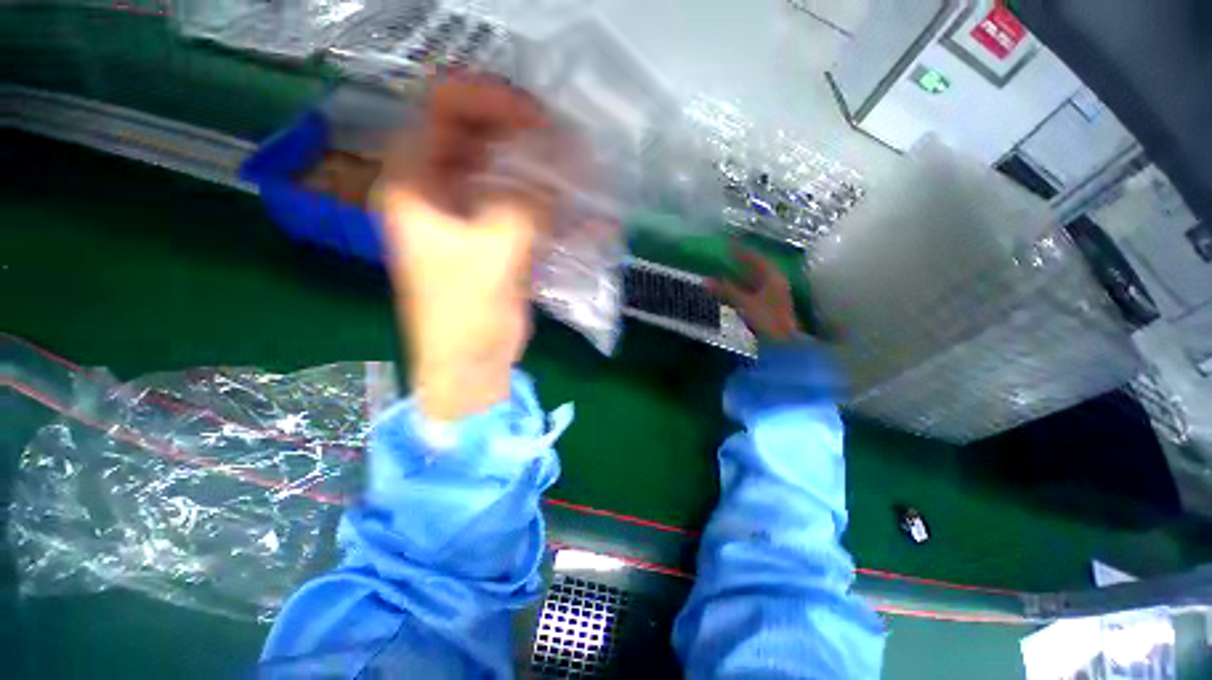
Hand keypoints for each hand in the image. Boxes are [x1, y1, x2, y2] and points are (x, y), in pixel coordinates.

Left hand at [376, 76, 553, 420]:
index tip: (537, 117)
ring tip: (584, 174)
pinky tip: (586, 215)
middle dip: (525, 137)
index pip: (442, 111)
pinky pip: (526, 208)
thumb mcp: (494, 253)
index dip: (489, 101)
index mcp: (416, 184)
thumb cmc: (466, 314)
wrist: (471, 363)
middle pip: (480, 139)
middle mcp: (439, 192)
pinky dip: (555, 209)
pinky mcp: (497, 239)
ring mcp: (471, 216)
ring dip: (545, 173)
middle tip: (568, 144)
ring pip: (508, 174)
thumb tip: (565, 164)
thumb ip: (526, 205)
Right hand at [707, 246, 802, 340]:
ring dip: (739, 278)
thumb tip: (705, 280)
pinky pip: (752, 294)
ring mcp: (773, 297)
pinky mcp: (768, 309)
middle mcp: (775, 284)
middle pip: (756, 270)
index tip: (729, 244)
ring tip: (723, 274)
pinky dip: (740, 290)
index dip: (742, 251)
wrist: (785, 345)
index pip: (756, 259)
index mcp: (773, 278)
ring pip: (754, 282)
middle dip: (740, 264)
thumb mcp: (744, 303)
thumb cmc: (767, 320)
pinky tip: (730, 293)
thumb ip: (725, 291)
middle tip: (725, 257)